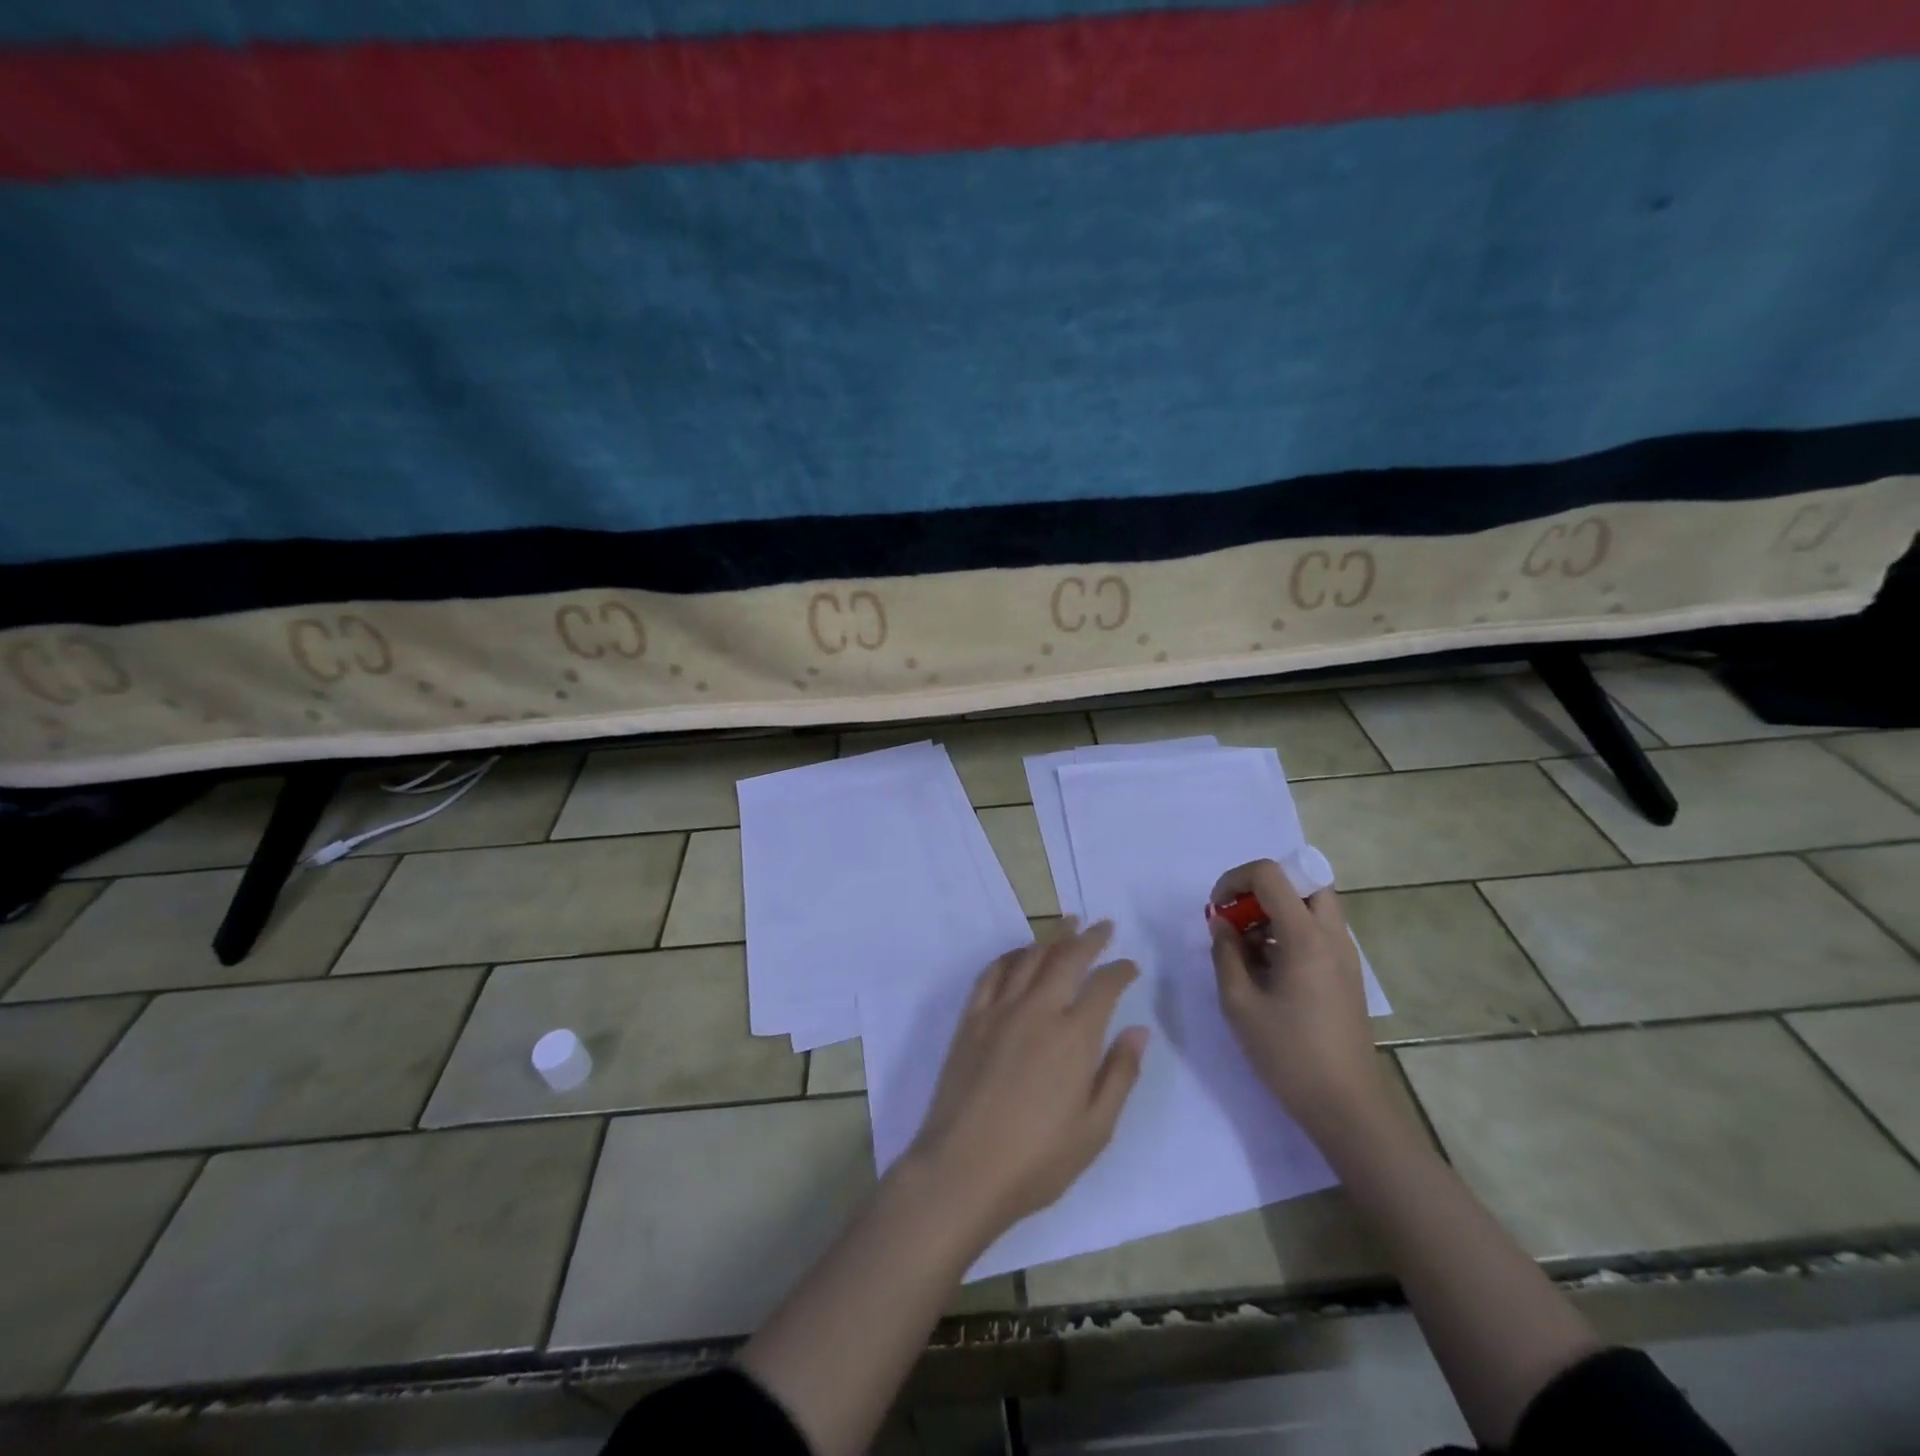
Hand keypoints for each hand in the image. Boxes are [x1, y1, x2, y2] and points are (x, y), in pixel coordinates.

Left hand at [906, 921, 1149, 1247]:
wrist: (963, 1169)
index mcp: (1074, 1037)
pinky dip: (1010, 955)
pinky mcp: (971, 1019)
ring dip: (1051, 936)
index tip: (1129, 965)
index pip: (1103, 987)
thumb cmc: (1038, 1160)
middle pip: (1067, 958)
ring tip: (1066, 923)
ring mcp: (999, 1010)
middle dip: (1089, 938)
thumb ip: (1120, 1074)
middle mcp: (1037, 1011)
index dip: (1119, 971)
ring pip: (1030, 958)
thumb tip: (1138, 1030)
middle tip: (1103, 925)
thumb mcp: (1095, 1129)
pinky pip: (992, 973)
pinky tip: (1019, 953)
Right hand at [1208, 859, 1382, 1136]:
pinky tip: (1266, 968)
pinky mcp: (1346, 974)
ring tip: (1246, 947)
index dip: (1235, 879)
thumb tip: (1221, 923)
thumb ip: (1225, 953)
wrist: (1347, 1108)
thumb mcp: (1239, 1003)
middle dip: (1262, 888)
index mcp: (1306, 937)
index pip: (1271, 874)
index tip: (1216, 910)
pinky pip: (1318, 931)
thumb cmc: (1288, 1055)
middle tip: (1237, 917)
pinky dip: (1289, 931)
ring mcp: (1345, 955)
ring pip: (1312, 905)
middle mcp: (1333, 936)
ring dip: (1276, 910)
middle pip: (1302, 880)